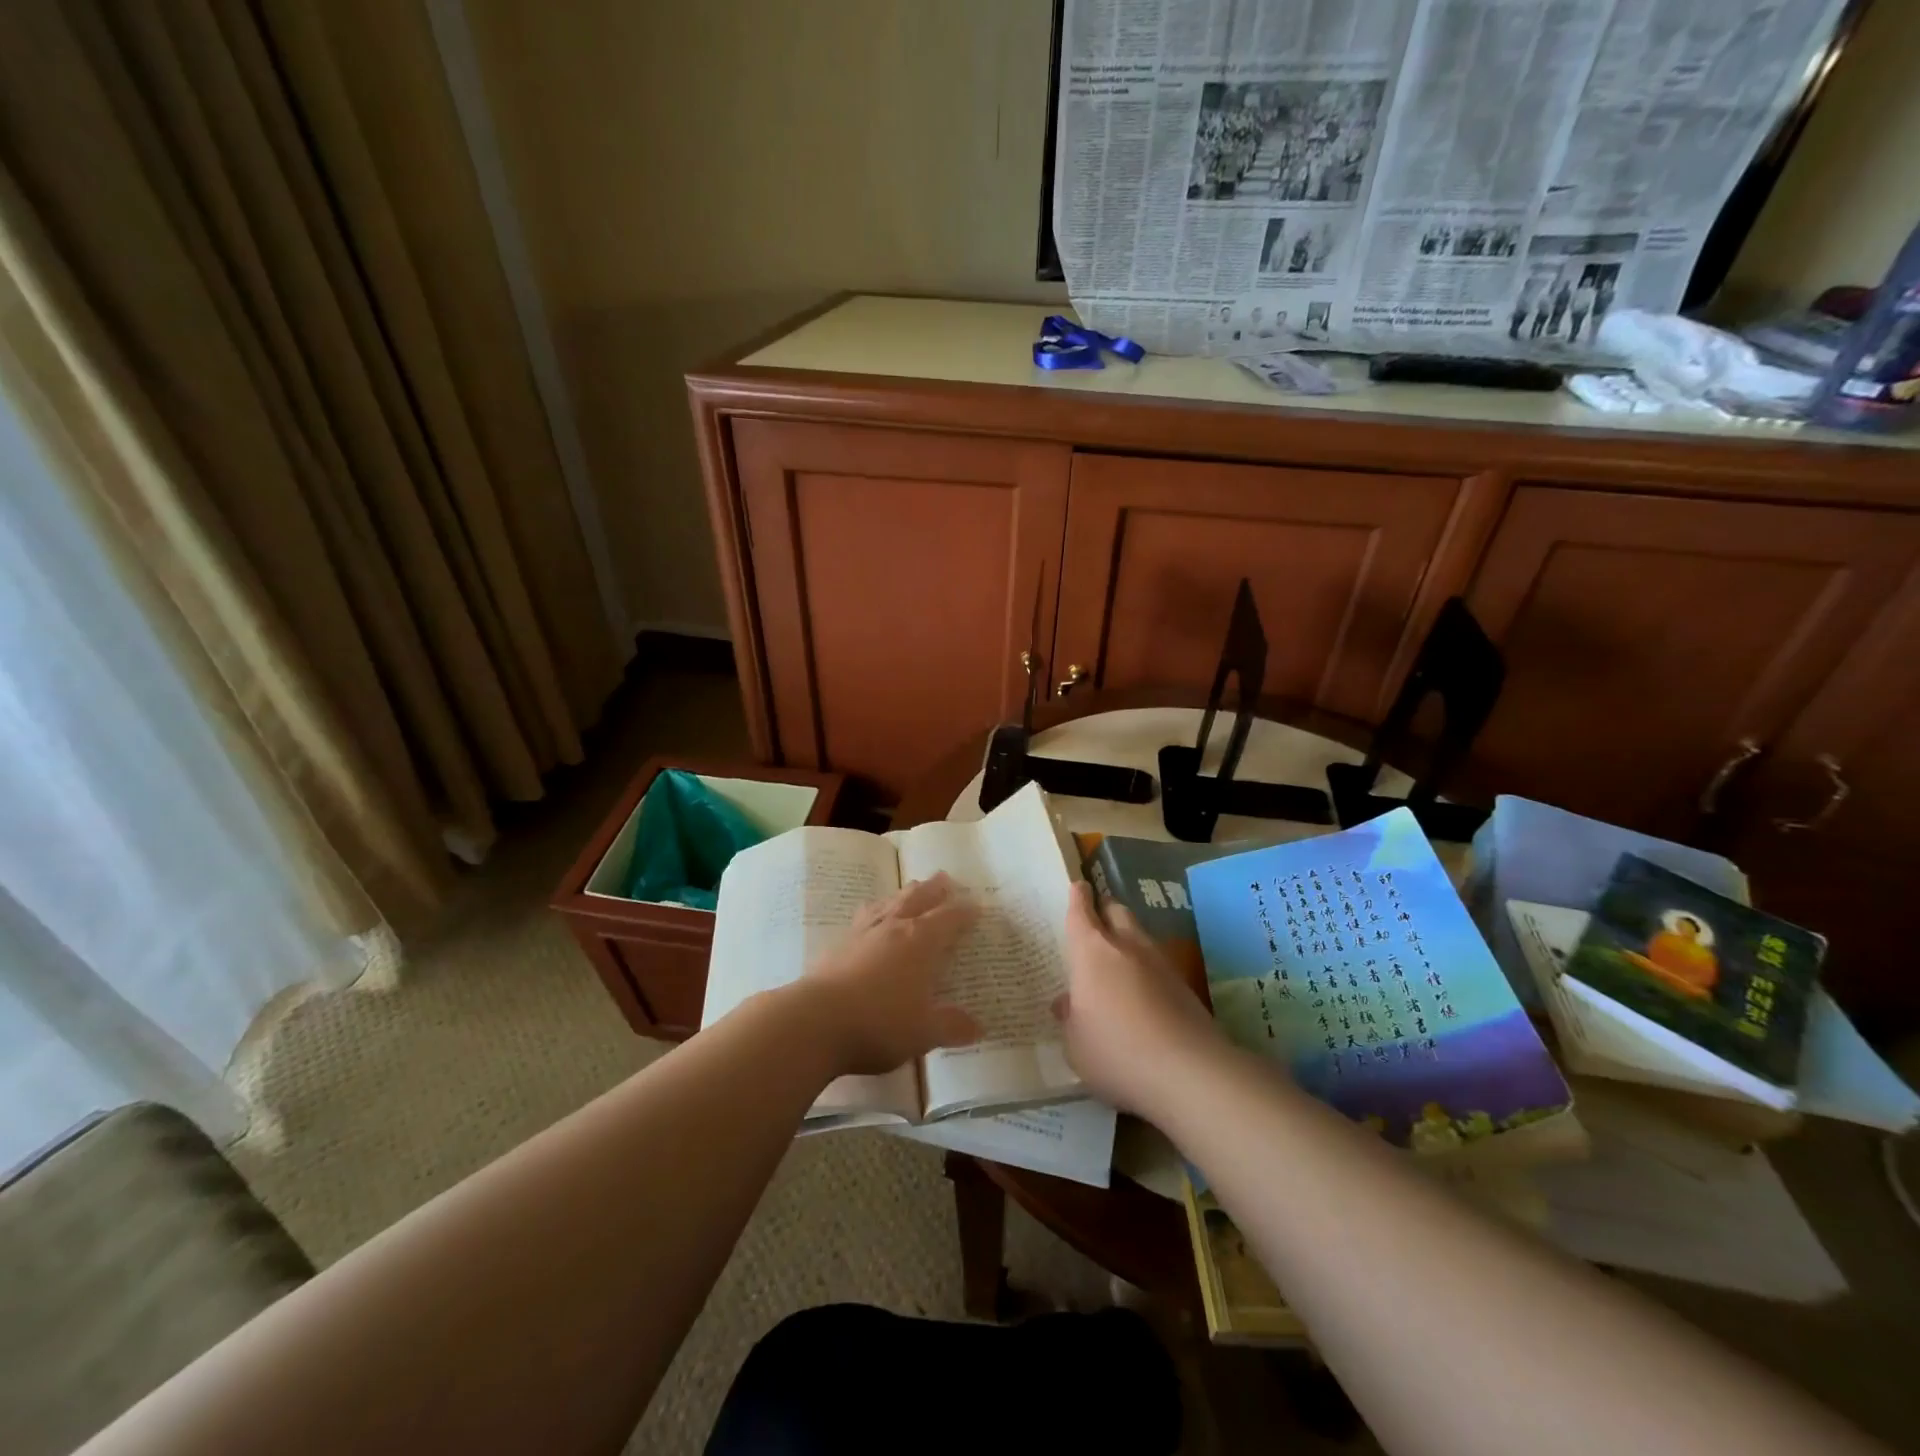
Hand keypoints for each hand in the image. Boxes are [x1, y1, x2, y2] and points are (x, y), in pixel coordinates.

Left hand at [803, 872, 979, 1076]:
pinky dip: (874, 912)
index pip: (949, 919)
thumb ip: (951, 1026)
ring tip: (910, 889)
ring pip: (888, 903)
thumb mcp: (924, 1032)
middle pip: (917, 899)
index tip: (976, 906)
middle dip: (934, 889)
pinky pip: (862, 918)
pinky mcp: (837, 945)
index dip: (964, 912)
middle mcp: (893, 928)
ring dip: (903, 894)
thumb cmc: (879, 1024)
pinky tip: (869, 918)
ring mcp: (862, 933)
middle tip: (944, 878)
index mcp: (921, 942)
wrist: (814, 1021)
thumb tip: (979, 1027)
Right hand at [1052, 881, 1223, 1116]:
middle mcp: (1126, 946)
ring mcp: (1160, 963)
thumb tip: (1067, 1003)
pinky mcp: (1184, 985)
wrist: (1189, 1072)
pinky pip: (1157, 964)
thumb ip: (1070, 1018)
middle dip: (1105, 912)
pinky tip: (1141, 995)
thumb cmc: (1116, 1052)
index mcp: (1091, 952)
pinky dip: (1146, 969)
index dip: (1078, 897)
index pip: (1081, 912)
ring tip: (1117, 965)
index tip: (1078, 887)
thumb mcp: (1075, 1044)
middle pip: (1116, 911)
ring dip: (1127, 941)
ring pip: (1140, 936)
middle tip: (1095, 925)